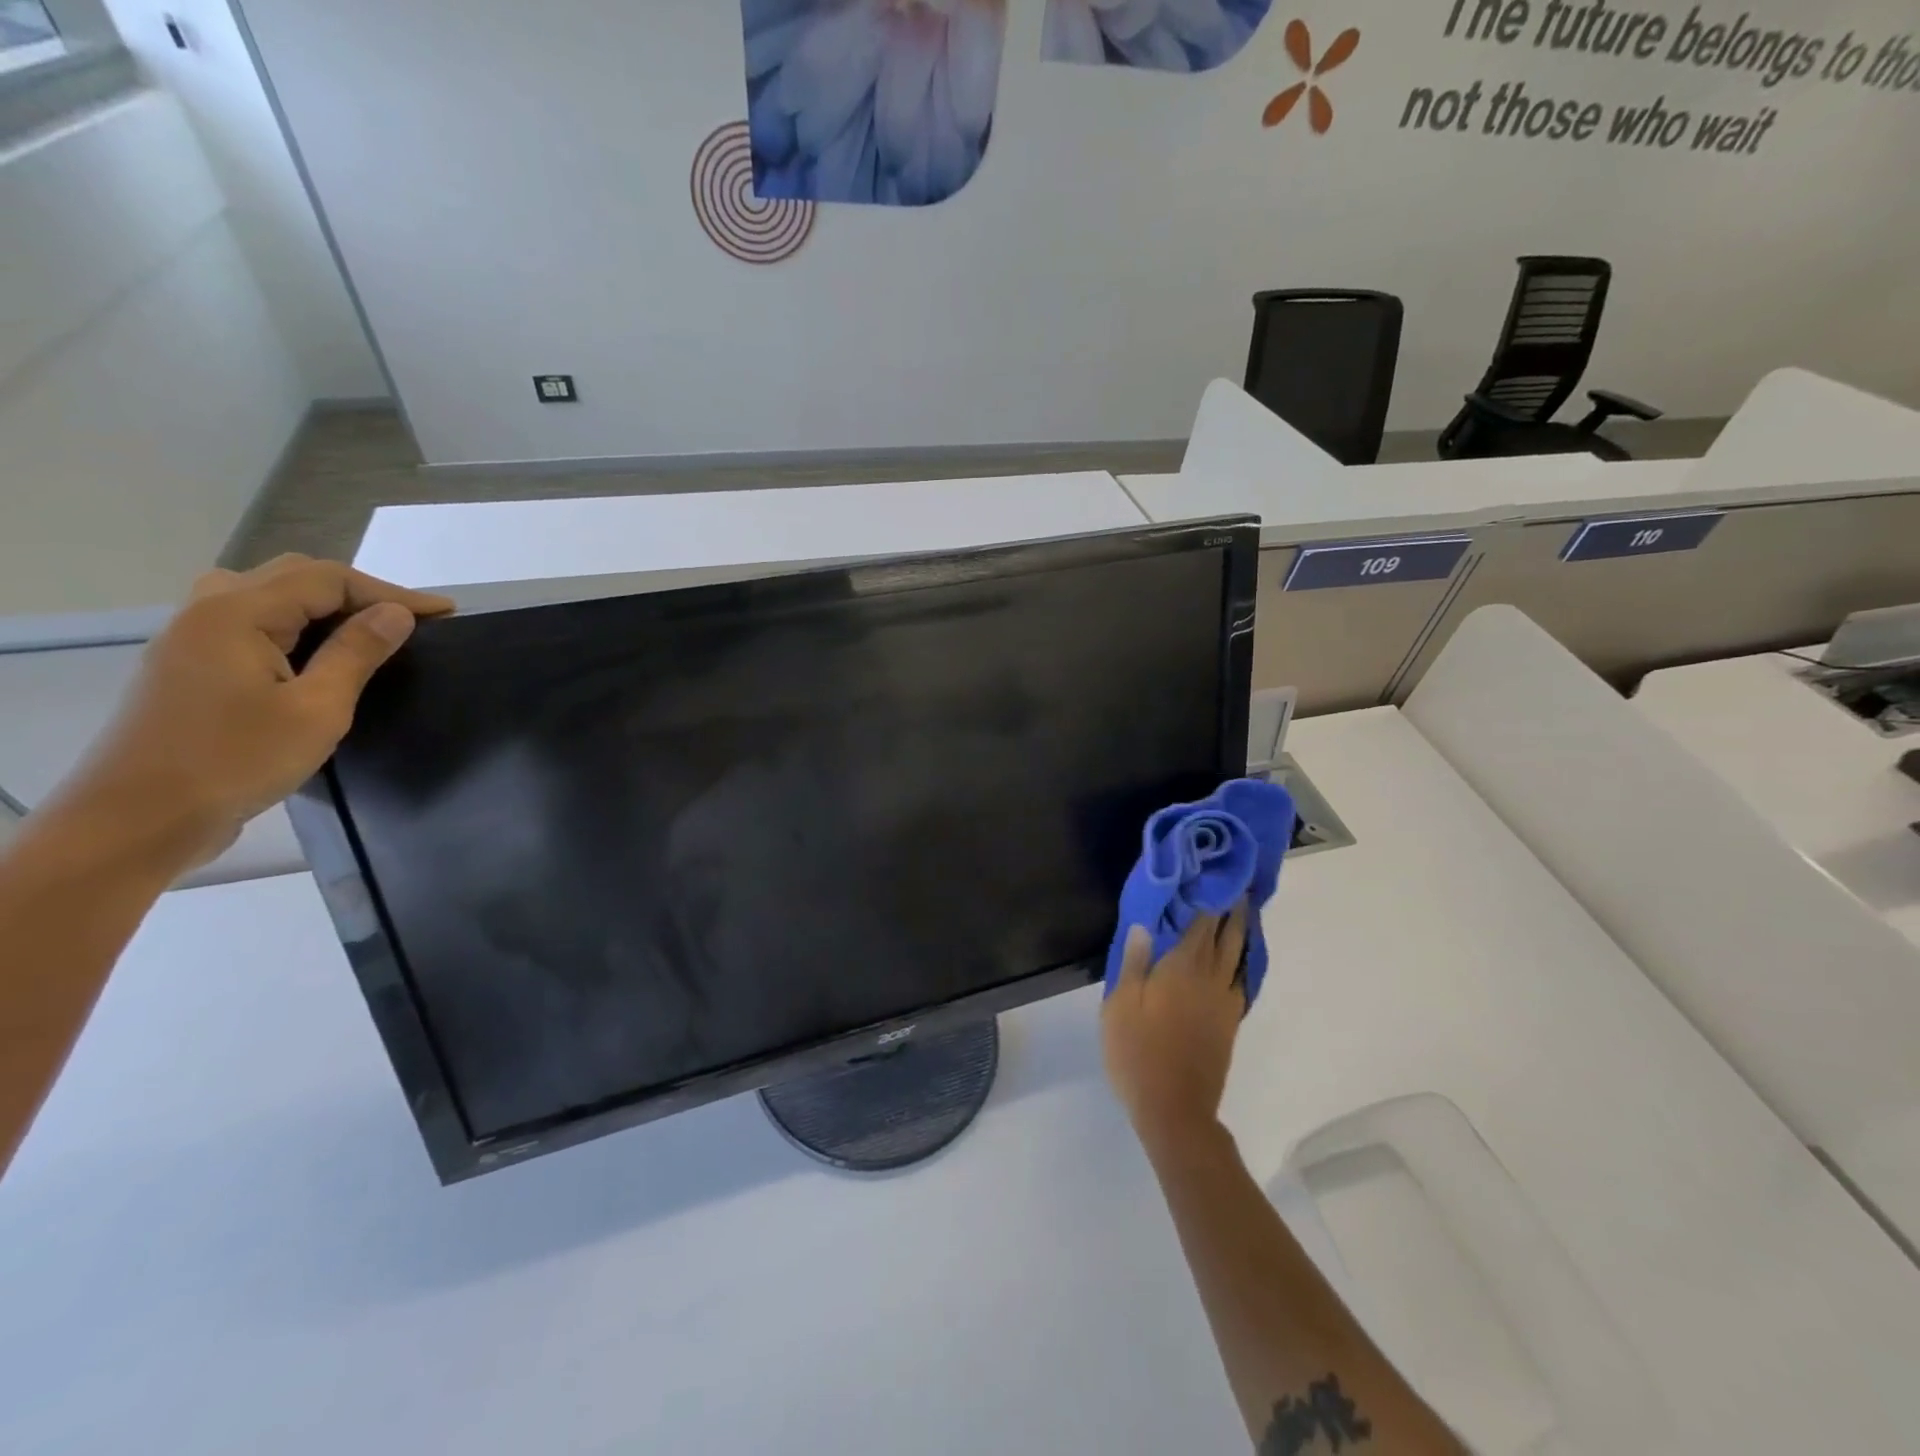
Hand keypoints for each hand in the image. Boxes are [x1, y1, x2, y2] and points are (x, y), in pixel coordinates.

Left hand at [60, 555, 452, 867]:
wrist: (140, 817)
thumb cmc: (236, 760)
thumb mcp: (317, 709)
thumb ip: (356, 653)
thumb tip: (397, 613)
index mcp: (237, 614)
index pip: (327, 579)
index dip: (391, 592)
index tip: (445, 614)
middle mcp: (207, 612)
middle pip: (294, 577)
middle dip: (359, 592)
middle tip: (410, 622)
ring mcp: (190, 638)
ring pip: (266, 594)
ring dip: (322, 604)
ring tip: (364, 631)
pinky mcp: (189, 666)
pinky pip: (248, 621)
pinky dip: (294, 623)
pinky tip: (315, 653)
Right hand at [1101, 904, 1250, 1155]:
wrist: (1174, 1108)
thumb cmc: (1138, 1051)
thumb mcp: (1120, 1004)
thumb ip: (1134, 961)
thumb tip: (1144, 923)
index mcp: (1182, 968)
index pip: (1201, 924)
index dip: (1209, 899)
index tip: (1214, 877)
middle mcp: (1210, 979)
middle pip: (1228, 937)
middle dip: (1233, 911)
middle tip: (1238, 887)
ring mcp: (1224, 1003)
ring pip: (1238, 958)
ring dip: (1241, 934)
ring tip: (1242, 915)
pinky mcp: (1229, 1024)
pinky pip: (1240, 982)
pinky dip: (1241, 964)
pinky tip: (1236, 962)